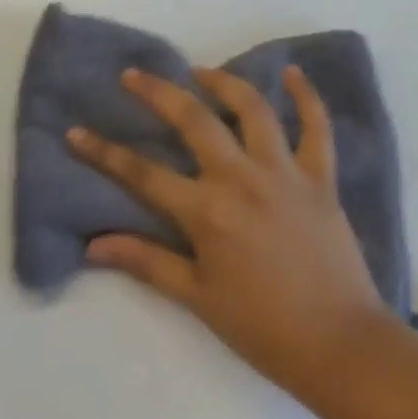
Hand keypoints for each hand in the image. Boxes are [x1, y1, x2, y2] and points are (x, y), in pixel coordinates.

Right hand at [68, 65, 396, 397]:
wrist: (340, 347)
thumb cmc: (263, 328)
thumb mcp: (197, 299)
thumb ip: (146, 262)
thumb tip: (93, 245)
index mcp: (208, 212)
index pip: (143, 174)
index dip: (104, 152)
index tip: (77, 131)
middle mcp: (242, 178)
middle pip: (194, 120)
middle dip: (158, 92)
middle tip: (134, 75)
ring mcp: (285, 171)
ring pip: (252, 108)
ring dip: (224, 82)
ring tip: (201, 71)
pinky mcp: (321, 176)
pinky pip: (316, 126)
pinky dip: (306, 96)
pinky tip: (292, 72)